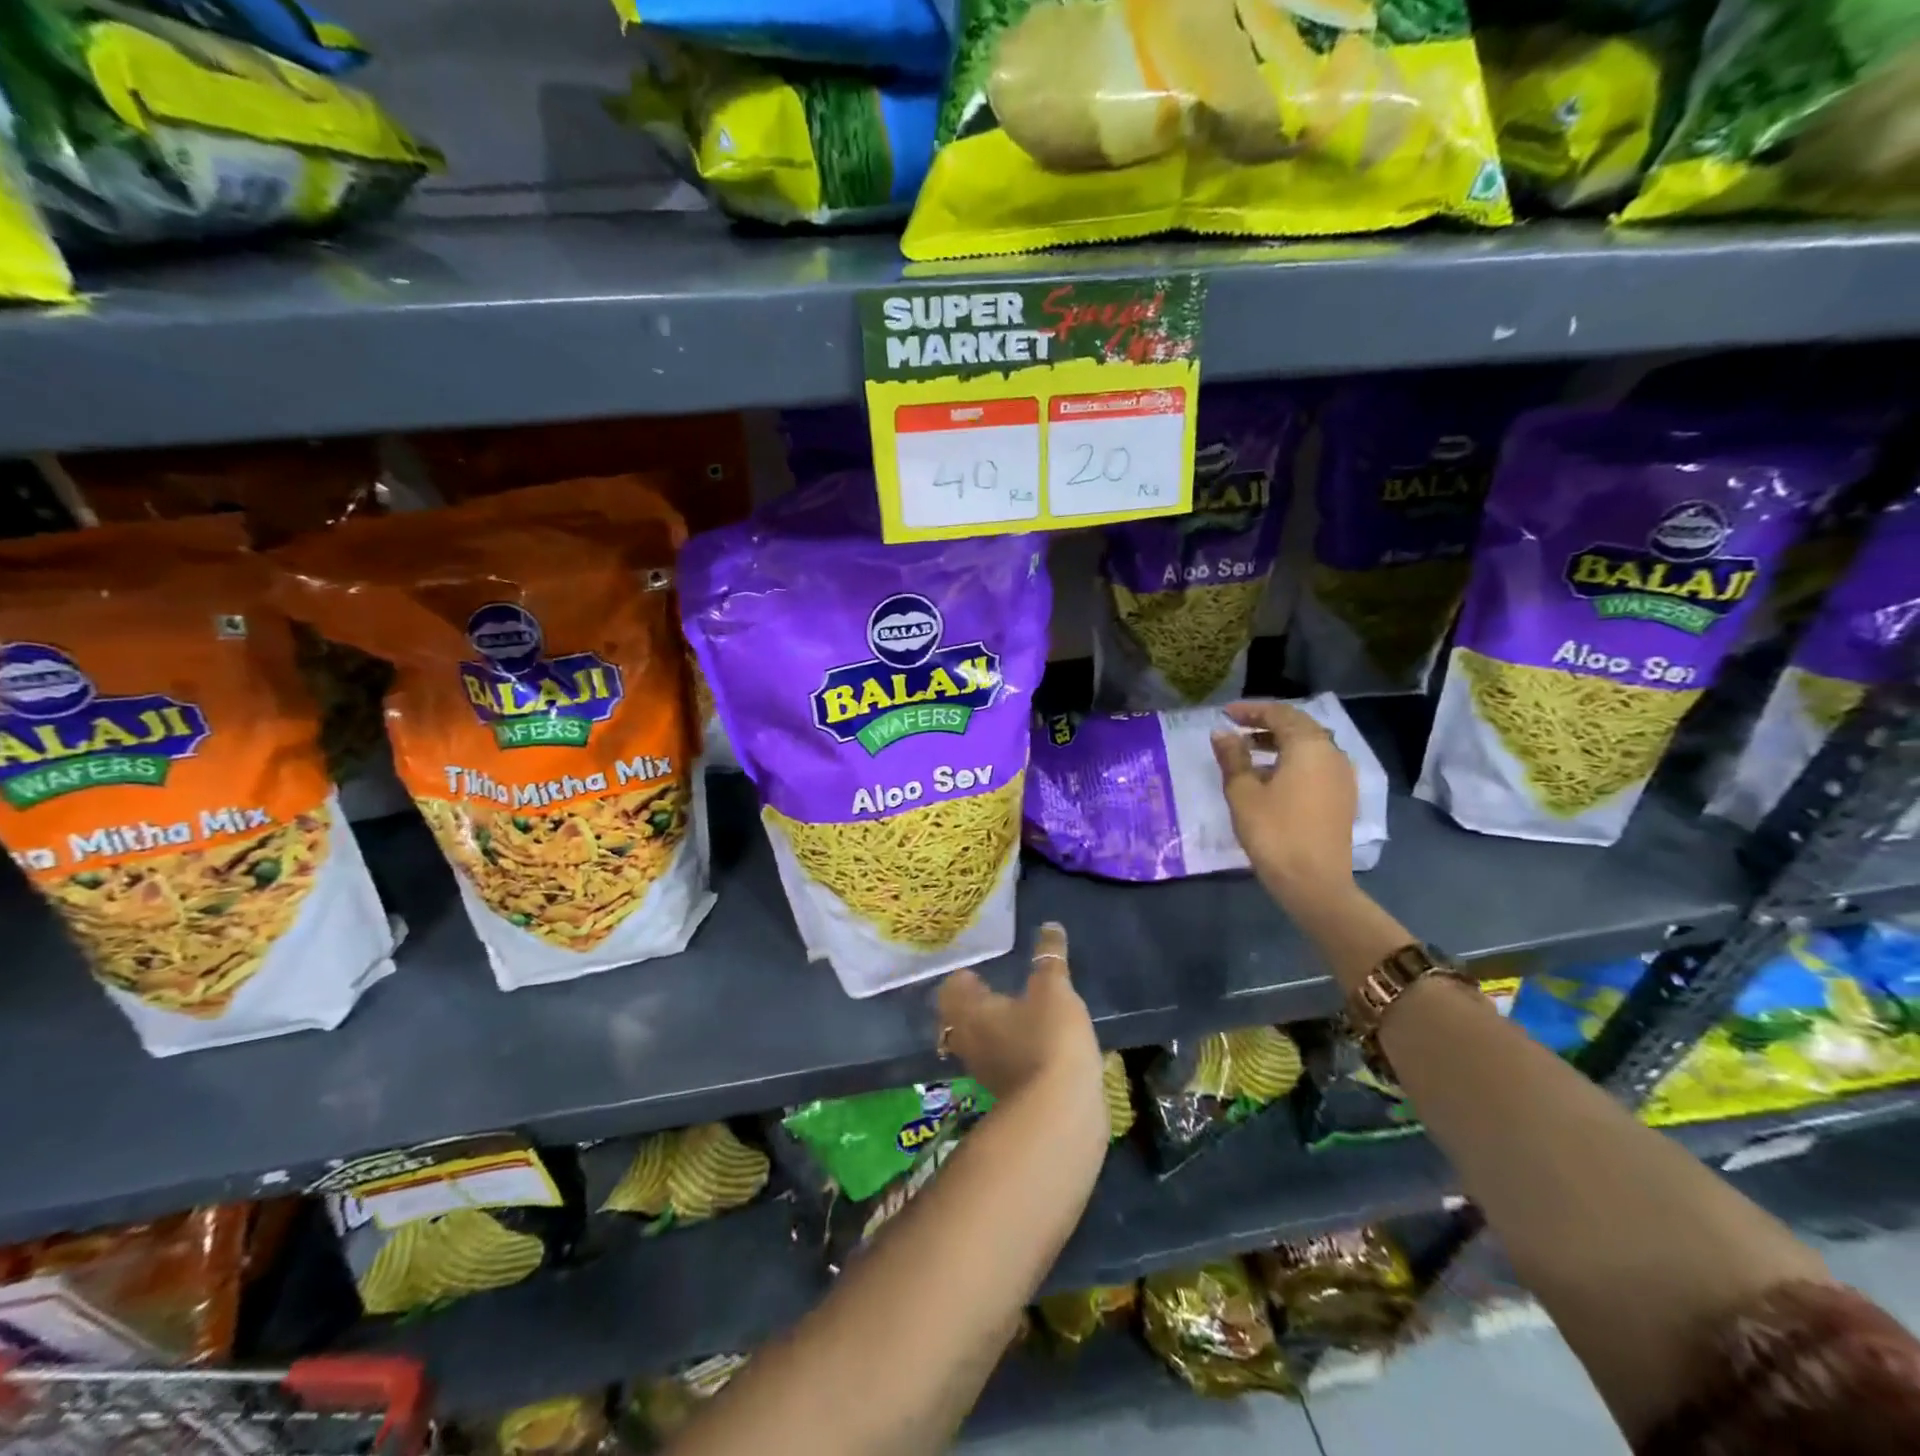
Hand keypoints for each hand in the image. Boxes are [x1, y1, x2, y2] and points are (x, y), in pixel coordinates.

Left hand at [936, 923, 1102, 1117]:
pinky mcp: (1008, 1094)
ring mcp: (985, 1072)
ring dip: (993, 1028)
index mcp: (969, 1012)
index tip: (979, 968)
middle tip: (994, 987)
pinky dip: (1011, 1050)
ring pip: (979, 1042)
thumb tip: (1049, 925)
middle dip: (974, 1004)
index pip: (951, 989)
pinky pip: (1001, 1062)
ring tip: (1016, 1012)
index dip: (963, 976)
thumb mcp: (1054, 989)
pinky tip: (1033, 1043)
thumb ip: (1049, 957)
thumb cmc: (1049, 1038)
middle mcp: (968, 1042)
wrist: (1062, 1112)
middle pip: (959, 1019)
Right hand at [1211, 701, 1357, 908]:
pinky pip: (1317, 765)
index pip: (1280, 714)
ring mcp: (1342, 776)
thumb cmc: (1274, 832)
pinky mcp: (1343, 797)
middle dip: (1266, 724)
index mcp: (1309, 746)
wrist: (1314, 883)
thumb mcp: (1243, 792)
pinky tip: (1272, 778)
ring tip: (1250, 753)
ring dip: (1280, 743)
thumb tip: (1222, 733)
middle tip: (1237, 729)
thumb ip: (1233, 757)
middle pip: (1299, 726)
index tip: (1225, 714)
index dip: (1251, 710)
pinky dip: (1293, 761)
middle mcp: (1332, 753)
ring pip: (1310, 746)